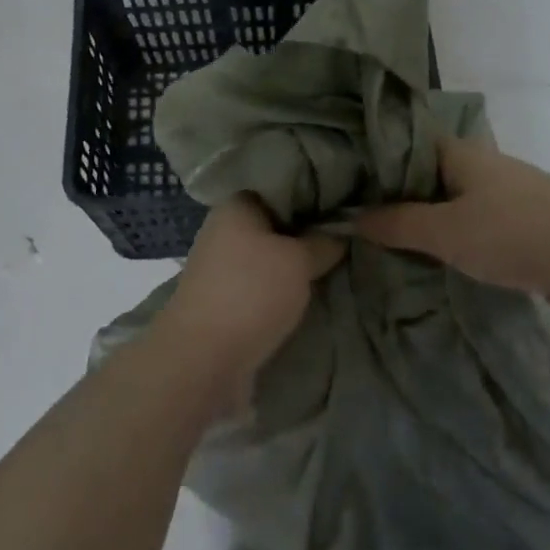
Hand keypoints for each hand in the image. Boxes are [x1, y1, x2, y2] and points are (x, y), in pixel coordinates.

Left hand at [159, 196, 344, 392]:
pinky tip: (309, 295)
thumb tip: (341, 232)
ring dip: (295, 266)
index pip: (281, 188)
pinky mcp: (223, 301)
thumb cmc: (251, 293)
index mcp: (235, 206)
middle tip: (347, 239)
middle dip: (308, 234)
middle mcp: (223, 230)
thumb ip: (323, 242)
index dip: (314, 196)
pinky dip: (281, 291)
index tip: (345, 207)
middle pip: (276, 225)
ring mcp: (220, 268)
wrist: (202, 361)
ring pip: (269, 258)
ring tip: (335, 268)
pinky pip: (261, 286)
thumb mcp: (299, 260)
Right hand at [355, 136, 549, 312]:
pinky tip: (426, 265)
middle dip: (392, 199)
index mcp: (460, 155)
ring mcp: (503, 200)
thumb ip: (398, 224)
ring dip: (422, 226)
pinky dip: (450, 245)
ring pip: (449, 208)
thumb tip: (352, 218)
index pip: (404, 145)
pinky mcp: (521, 231)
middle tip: (349, 222)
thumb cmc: (516, 233)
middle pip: (424, 178)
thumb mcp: (446, 231)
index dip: (372, 161)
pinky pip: (472, 233)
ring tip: (378, 246)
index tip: (338, 182)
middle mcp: (479, 170)